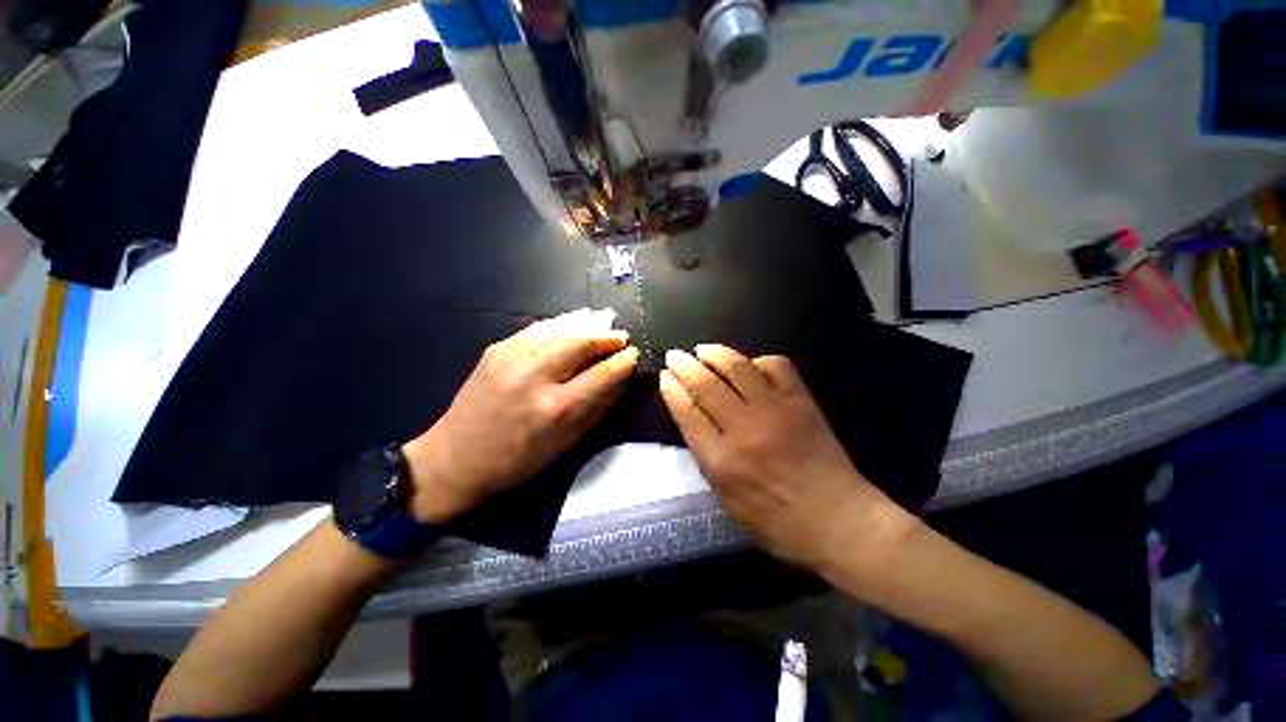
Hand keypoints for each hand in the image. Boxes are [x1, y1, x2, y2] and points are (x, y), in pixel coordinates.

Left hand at [403, 309, 637, 522]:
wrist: (454, 459)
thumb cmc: (517, 462)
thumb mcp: (564, 444)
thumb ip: (596, 408)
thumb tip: (619, 379)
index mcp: (556, 409)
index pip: (601, 374)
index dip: (622, 361)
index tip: (633, 354)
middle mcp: (535, 376)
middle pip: (581, 343)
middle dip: (607, 337)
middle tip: (622, 336)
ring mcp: (512, 357)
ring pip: (560, 330)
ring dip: (586, 325)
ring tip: (604, 321)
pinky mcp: (497, 349)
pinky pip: (538, 329)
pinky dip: (561, 324)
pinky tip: (574, 322)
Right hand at [659, 345, 908, 570]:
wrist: (838, 521)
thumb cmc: (776, 521)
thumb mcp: (726, 499)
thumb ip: (707, 457)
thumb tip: (692, 418)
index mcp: (721, 460)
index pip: (687, 411)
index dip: (672, 389)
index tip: (665, 376)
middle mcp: (744, 429)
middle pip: (706, 385)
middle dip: (685, 366)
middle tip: (675, 356)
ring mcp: (776, 411)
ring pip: (737, 369)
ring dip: (715, 354)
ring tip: (702, 349)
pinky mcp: (802, 403)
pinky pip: (777, 367)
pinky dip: (758, 361)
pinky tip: (749, 364)